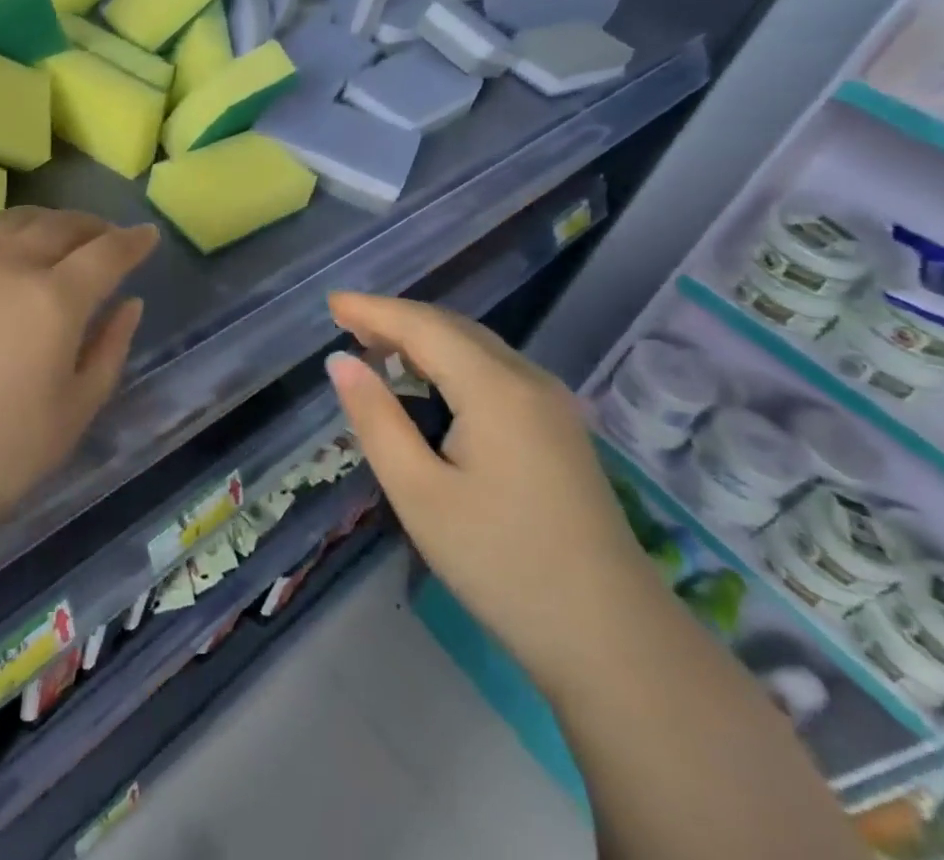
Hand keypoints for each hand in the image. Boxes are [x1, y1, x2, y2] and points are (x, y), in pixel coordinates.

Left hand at [0, 209, 159, 567]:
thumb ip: (109, 350)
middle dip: (91, 226)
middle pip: (59, 225)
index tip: (147, 236)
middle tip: (105, 236)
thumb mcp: (74, 413)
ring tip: (55, 235)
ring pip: (10, 220)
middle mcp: (6, 263)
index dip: (133, 241)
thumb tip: (129, 304)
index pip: (107, 252)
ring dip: (45, 222)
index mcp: (53, 299)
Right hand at [325, 293, 655, 675]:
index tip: (330, 303)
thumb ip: (376, 419)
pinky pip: (495, 369)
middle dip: (397, 319)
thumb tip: (340, 362)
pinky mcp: (560, 428)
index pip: (422, 326)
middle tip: (345, 323)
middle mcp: (528, 379)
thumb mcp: (419, 494)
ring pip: (476, 346)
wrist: (613, 640)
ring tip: (377, 345)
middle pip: (452, 327)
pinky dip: (452, 360)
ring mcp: (552, 403)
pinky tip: (431, 381)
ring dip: (424, 337)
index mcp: (495, 388)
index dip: (373, 310)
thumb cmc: (502, 564)